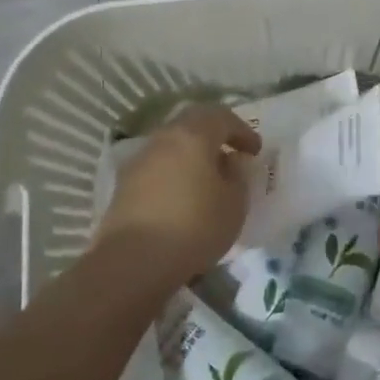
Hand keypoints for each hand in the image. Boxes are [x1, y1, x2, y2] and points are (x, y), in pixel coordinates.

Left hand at [94, 105, 260, 292]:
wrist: (132, 262)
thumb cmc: (194, 227)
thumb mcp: (234, 203)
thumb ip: (237, 176)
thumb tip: (228, 162)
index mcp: (193, 135)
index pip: (222, 117)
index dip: (242, 131)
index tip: (255, 151)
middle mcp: (163, 139)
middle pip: (192, 124)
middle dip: (214, 135)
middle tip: (231, 153)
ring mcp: (139, 161)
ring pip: (172, 145)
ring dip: (192, 154)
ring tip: (207, 178)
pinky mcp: (124, 186)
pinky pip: (157, 167)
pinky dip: (174, 173)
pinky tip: (183, 195)